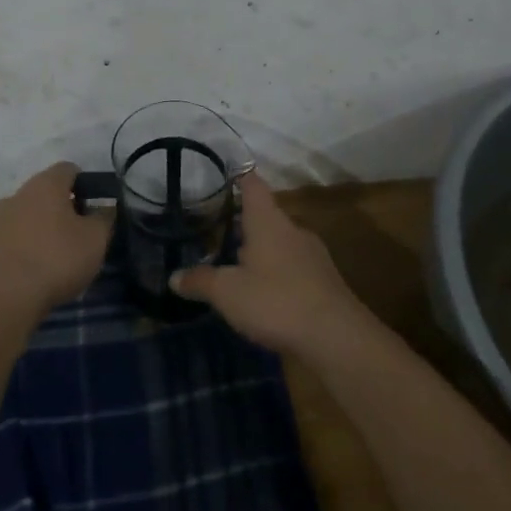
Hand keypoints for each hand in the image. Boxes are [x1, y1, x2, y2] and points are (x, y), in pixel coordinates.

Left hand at [0, 162, 114, 322]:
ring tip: (59, 254)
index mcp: (46, 183)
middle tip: (81, 233)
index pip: (69, 169)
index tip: (95, 208)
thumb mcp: (96, 239)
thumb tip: (103, 210)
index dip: (86, 184)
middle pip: (48, 191)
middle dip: (65, 207)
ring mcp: (0, 217)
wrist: (5, 297)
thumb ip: (104, 218)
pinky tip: (38, 267)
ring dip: (45, 226)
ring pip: (30, 212)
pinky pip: (16, 234)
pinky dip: (28, 243)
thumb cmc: (57, 259)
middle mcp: (20, 192)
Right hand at [171, 172, 366, 356]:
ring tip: (239, 266)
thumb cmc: (277, 301)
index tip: (228, 173)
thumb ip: (201, 281)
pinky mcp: (325, 281)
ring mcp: (313, 255)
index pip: (253, 185)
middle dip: (246, 223)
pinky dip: (279, 273)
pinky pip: (295, 267)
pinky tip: (268, 295)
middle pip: (267, 216)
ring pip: (281, 243)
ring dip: (262, 251)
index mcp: (268, 221)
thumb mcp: (228, 293)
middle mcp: (292, 230)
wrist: (338, 337)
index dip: (240, 177)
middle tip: (221, 232)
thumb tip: (173, 277)